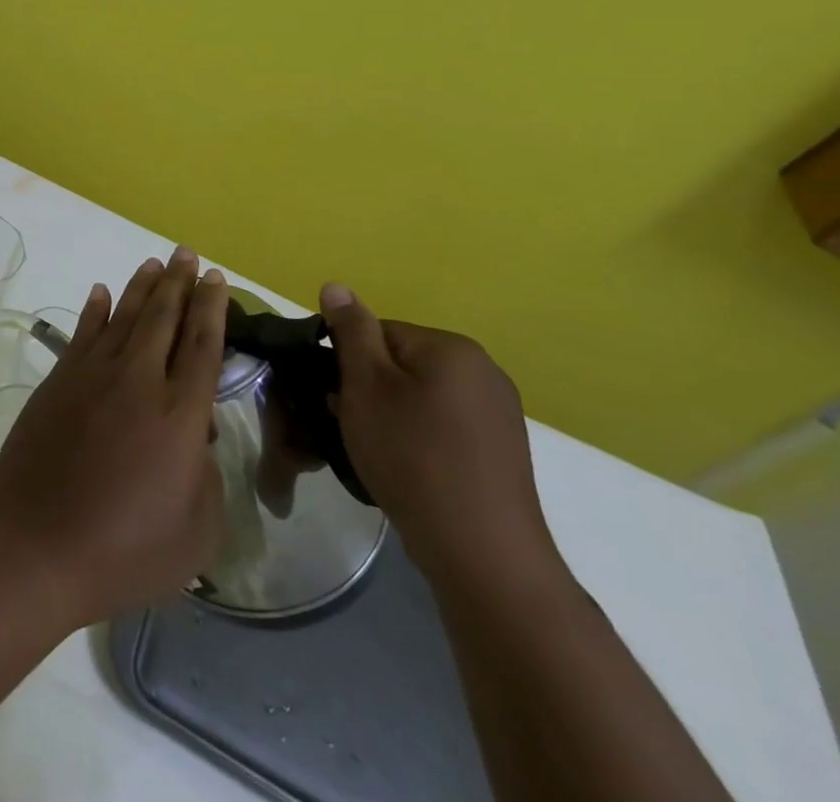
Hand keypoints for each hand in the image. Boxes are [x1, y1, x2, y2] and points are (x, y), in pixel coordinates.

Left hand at [0, 247, 226, 628]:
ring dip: (143, 287)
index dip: (212, 309)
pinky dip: (95, 309)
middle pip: (164, 319)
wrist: (37, 543)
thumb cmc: (125, 549)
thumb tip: (196, 440)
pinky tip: (101, 292)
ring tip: (156, 263)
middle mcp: (139, 381)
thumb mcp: (195, 532)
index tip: (216, 279)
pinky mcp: (59, 380)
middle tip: (188, 254)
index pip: (202, 346)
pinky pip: (83, 332)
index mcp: (180, 415)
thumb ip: (207, 478)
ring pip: (124, 317)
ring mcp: (93, 375)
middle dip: (180, 283)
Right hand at [320, 284, 561, 588]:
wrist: (482, 553)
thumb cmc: (412, 456)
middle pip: (401, 363)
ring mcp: (500, 413)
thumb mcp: (365, 386)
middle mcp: (484, 370)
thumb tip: (336, 286)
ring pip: (421, 397)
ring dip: (394, 416)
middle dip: (371, 391)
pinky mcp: (503, 452)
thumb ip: (350, 331)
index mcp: (451, 347)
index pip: (378, 332)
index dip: (349, 364)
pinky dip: (421, 440)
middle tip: (353, 428)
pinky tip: (411, 471)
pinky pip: (445, 427)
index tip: (337, 399)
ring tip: (380, 454)